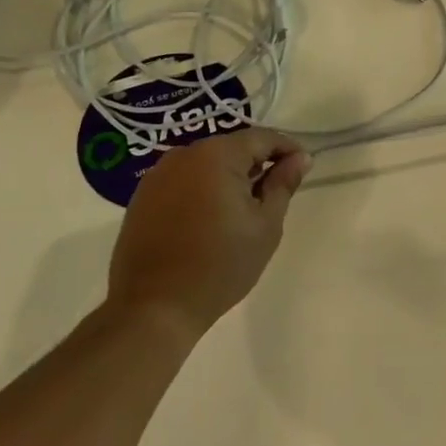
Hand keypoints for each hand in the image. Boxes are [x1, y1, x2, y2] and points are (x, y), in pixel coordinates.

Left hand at [106, 128, 312, 335]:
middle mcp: (184, 154)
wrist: (154, 307)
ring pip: (206, 163)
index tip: (303, 167)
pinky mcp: (142, 197)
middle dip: (257, 163)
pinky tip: (211, 217)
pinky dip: (203, 188)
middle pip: (232, 147)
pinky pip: (183, 179)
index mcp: (217, 155)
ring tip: (243, 207)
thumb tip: (300, 158)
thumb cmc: (221, 265)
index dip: (287, 148)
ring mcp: (157, 174)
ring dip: (229, 176)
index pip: (262, 138)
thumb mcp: (265, 225)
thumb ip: (283, 184)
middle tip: (275, 192)